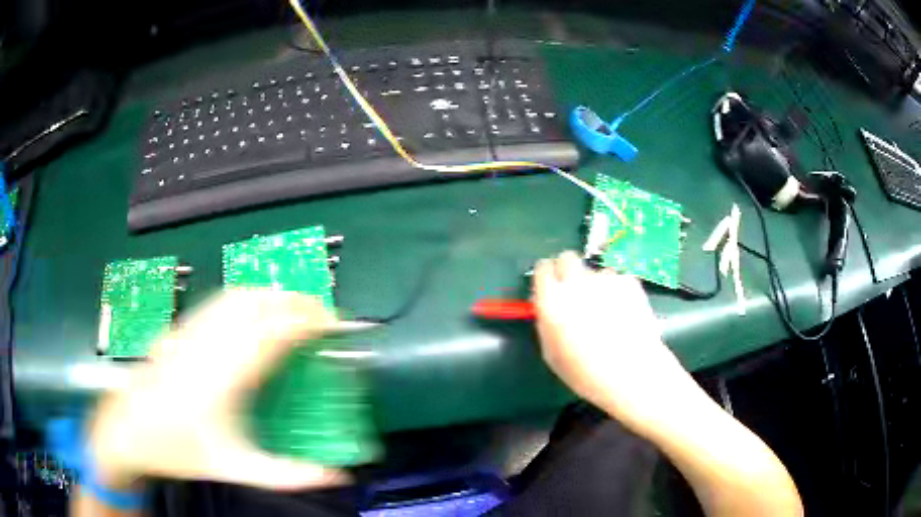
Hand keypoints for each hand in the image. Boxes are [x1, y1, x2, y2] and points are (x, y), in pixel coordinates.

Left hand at [88, 290, 347, 490]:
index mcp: (224, 378)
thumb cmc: (180, 451)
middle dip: (294, 301)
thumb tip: (337, 478)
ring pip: (236, 295)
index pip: (272, 333)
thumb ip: (289, 475)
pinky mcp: (179, 328)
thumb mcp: (236, 469)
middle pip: (256, 303)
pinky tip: (252, 313)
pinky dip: (245, 298)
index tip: (334, 322)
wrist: (128, 431)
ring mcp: (190, 331)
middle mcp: (207, 345)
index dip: (306, 320)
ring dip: (270, 295)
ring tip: (293, 309)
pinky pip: (217, 301)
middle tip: (321, 315)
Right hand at [532, 252, 694, 433]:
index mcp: (552, 300)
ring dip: (596, 284)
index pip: (542, 268)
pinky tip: (624, 312)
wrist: (632, 373)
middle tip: (576, 292)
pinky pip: (618, 280)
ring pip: (595, 271)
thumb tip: (548, 306)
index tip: (551, 286)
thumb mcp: (552, 354)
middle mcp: (576, 282)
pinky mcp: (629, 281)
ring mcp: (605, 279)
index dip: (547, 277)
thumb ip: (546, 323)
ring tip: (607, 310)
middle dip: (569, 270)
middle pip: (568, 257)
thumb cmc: (586, 373)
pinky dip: (618, 291)